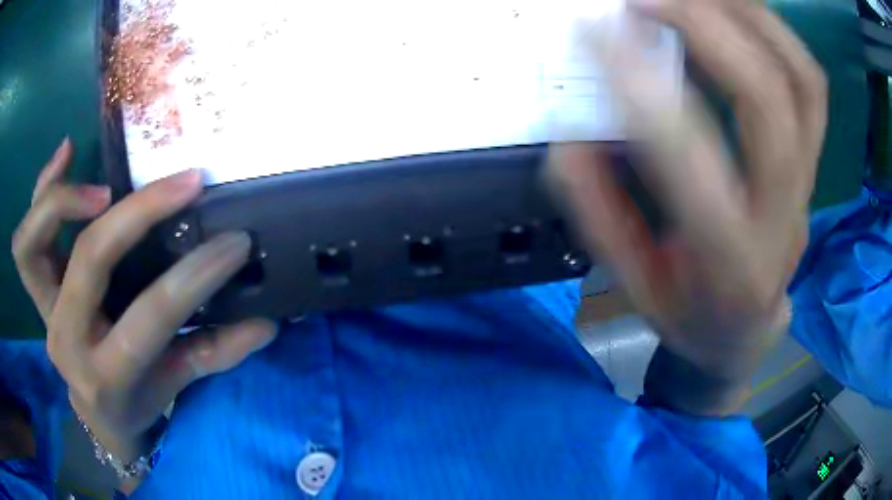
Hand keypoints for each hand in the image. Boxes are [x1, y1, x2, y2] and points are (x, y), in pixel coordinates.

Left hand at [12, 141, 276, 466]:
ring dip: (65, 198)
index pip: (150, 317)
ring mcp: (45, 312)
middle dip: (138, 214)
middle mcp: (66, 340)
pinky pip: (26, 238)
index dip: (194, 277)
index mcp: (107, 374)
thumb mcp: (176, 384)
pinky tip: (68, 153)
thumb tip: (267, 323)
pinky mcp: (39, 291)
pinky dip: (44, 187)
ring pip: (32, 244)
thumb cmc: (137, 399)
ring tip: (106, 182)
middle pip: (89, 260)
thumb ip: (215, 353)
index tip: (234, 242)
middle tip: (183, 184)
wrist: (97, 410)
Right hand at [550, 0, 824, 409]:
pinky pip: (810, 83)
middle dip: (703, 27)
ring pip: (800, 80)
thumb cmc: (688, 316)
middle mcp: (782, 217)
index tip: (593, 32)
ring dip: (747, 16)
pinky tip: (735, 10)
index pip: (692, 157)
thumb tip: (574, 133)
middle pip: (766, 99)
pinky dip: (775, 30)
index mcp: (729, 264)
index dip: (640, 82)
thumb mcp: (633, 285)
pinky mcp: (813, 162)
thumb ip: (600, 211)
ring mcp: (807, 184)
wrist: (744, 333)